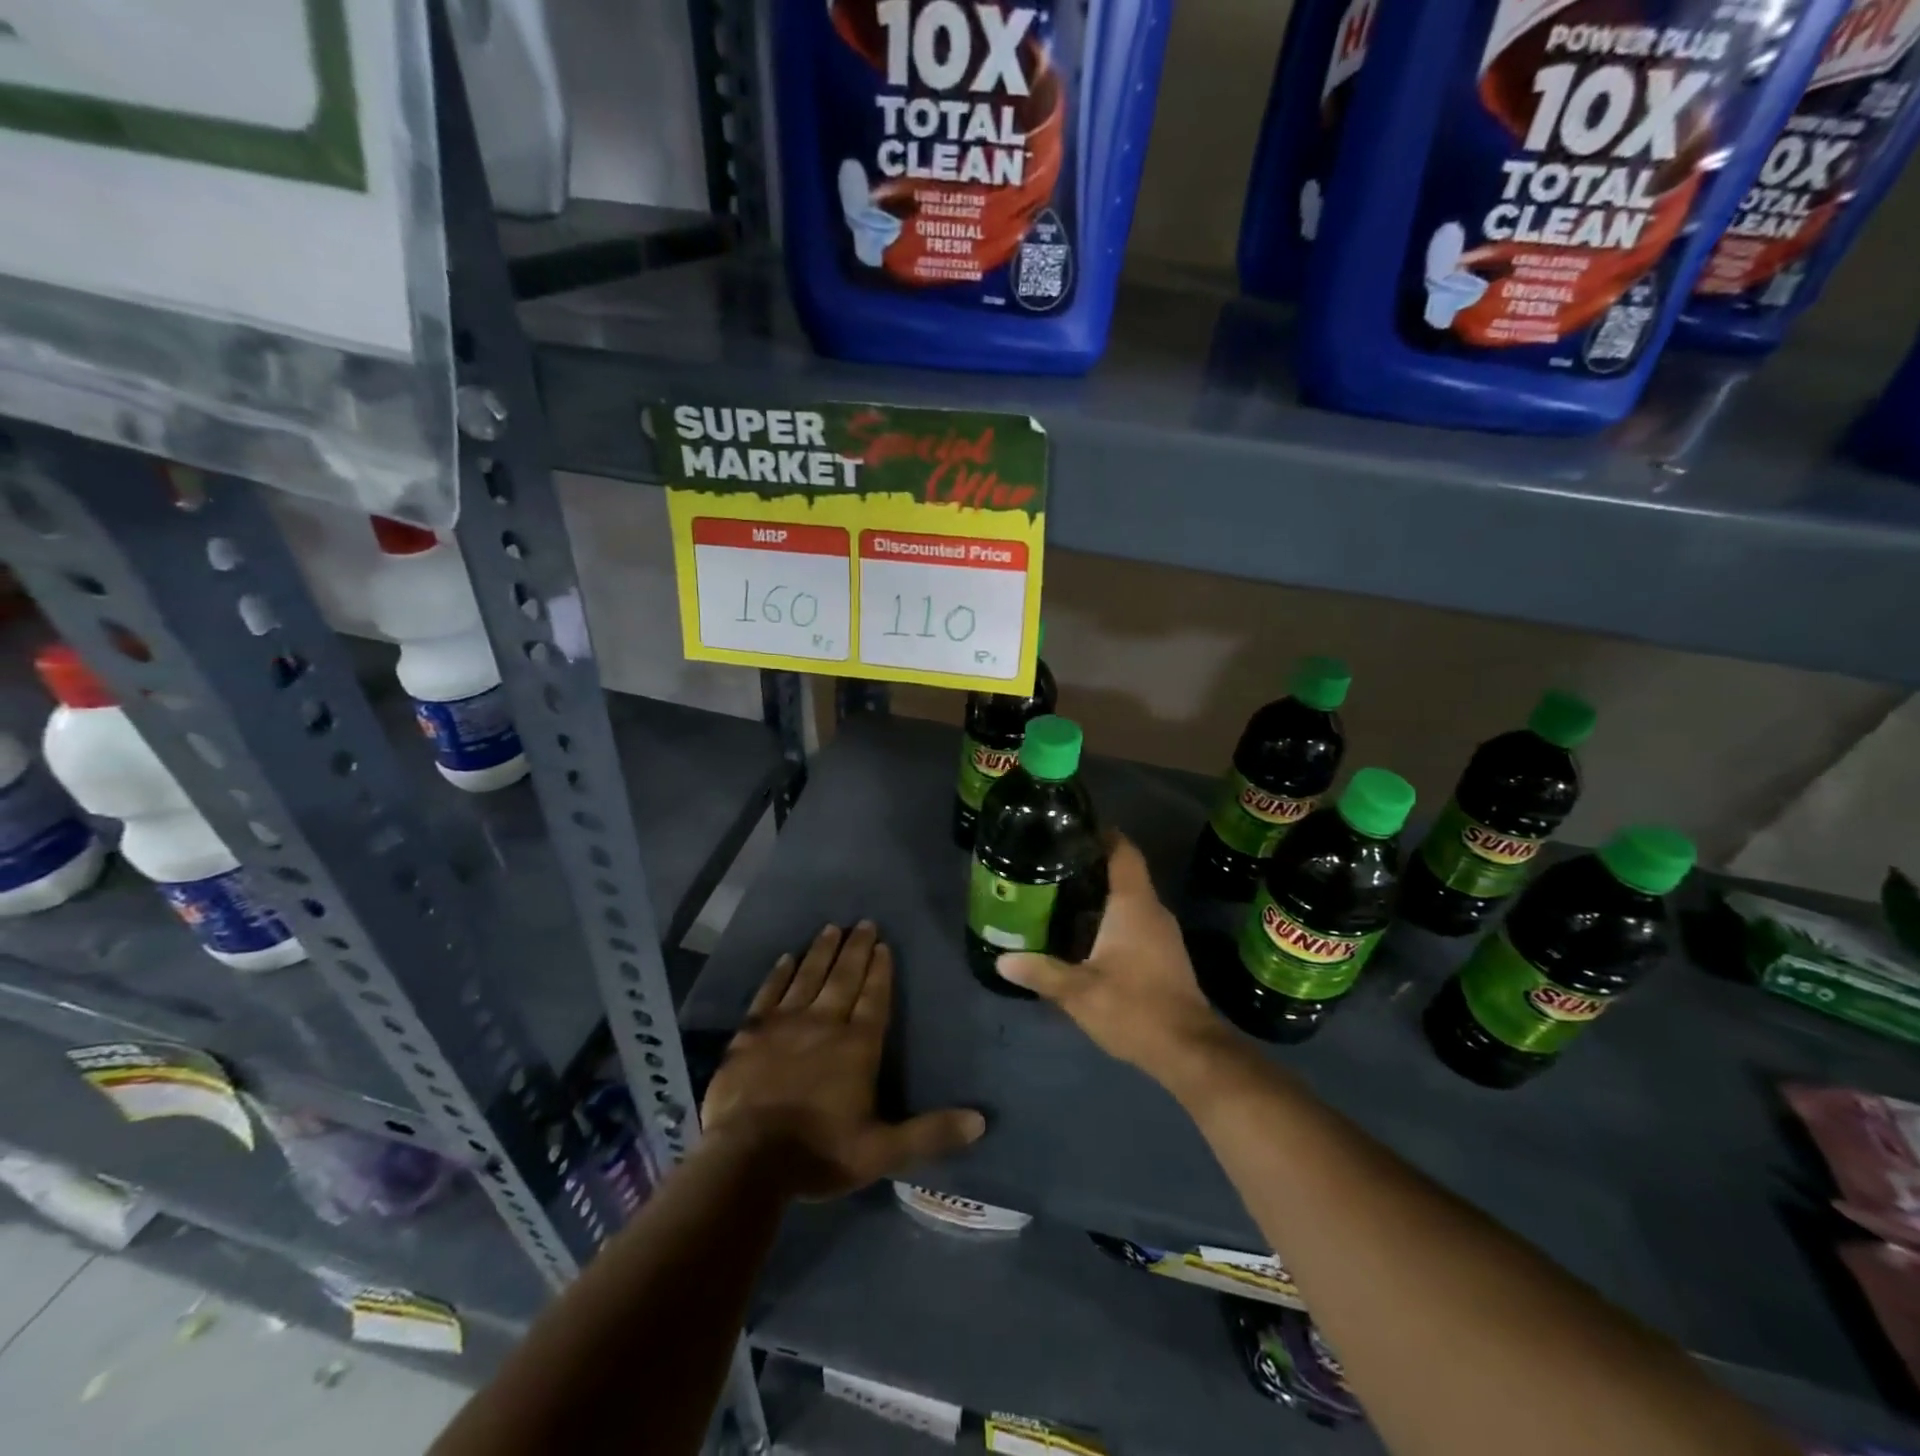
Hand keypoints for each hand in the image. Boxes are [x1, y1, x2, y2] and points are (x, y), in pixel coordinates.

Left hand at [702, 921, 984, 1199]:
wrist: (749, 1160)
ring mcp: (784, 1024)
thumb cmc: (819, 1153)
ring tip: (831, 928)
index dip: (881, 971)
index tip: (884, 944)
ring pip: (808, 977)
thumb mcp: (883, 1152)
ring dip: (821, 952)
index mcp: (857, 1046)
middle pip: (843, 978)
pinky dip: (778, 974)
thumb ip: (930, 1133)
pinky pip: (768, 993)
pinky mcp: (750, 1033)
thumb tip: (980, 1121)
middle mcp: (824, 1024)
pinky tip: (785, 958)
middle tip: (863, 922)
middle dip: (856, 949)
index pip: (874, 998)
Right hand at [997, 836, 1235, 1083]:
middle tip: (1052, 864)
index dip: (1102, 834)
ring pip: (1130, 900)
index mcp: (1134, 905)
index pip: (1123, 851)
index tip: (1072, 829)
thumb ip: (1041, 972)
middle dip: (1091, 866)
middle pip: (1124, 873)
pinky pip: (1135, 921)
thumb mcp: (1079, 992)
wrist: (1188, 1050)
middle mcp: (1152, 910)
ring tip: (1060, 895)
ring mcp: (1163, 933)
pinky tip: (1084, 933)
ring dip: (1100, 895)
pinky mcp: (1165, 955)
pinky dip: (1111, 918)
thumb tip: (1002, 959)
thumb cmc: (1134, 1008)